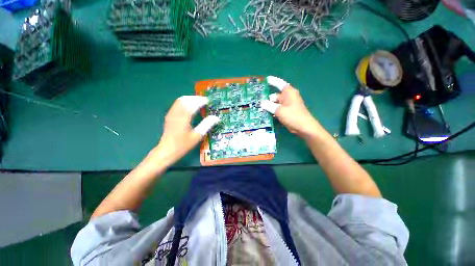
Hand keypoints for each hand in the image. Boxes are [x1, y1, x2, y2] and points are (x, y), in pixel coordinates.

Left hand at [156, 96, 218, 162]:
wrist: (167, 151)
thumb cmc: (183, 145)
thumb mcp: (197, 136)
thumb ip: (207, 125)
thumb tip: (216, 118)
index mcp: (184, 118)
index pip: (193, 104)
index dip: (201, 101)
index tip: (208, 101)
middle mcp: (176, 113)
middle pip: (186, 99)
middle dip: (195, 98)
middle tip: (204, 101)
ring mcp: (171, 114)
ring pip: (180, 100)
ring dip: (190, 99)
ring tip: (198, 102)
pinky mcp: (169, 116)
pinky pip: (177, 104)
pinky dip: (184, 102)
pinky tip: (189, 107)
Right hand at [261, 76, 318, 137]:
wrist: (303, 127)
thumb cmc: (293, 116)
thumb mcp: (279, 110)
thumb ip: (269, 106)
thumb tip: (261, 103)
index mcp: (288, 92)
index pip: (279, 83)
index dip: (272, 81)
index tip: (266, 79)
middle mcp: (288, 97)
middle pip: (275, 95)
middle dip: (267, 99)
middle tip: (257, 103)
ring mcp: (287, 104)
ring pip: (275, 103)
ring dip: (269, 107)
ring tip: (259, 110)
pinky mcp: (286, 111)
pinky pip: (277, 109)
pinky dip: (272, 111)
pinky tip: (266, 115)